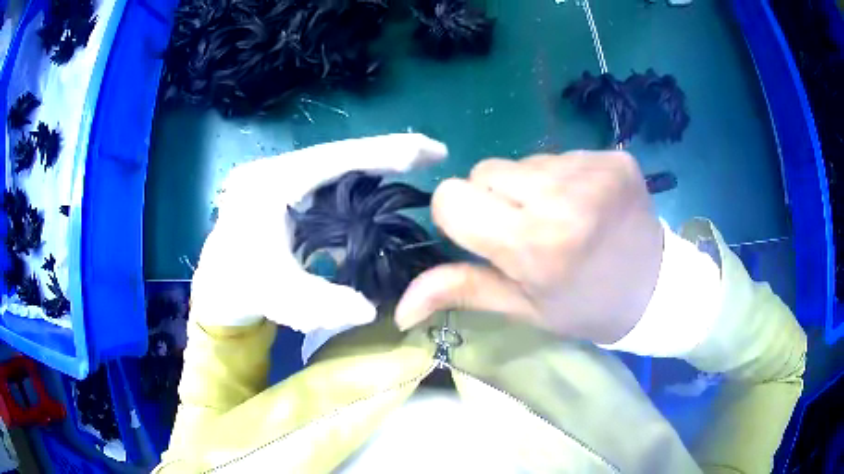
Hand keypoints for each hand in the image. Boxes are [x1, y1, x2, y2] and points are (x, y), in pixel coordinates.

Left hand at [190, 133, 446, 331]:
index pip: (336, 158)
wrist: (217, 285)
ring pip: (335, 163)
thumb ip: (323, 305)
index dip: (385, 152)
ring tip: (414, 166)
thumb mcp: (280, 298)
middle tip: (432, 156)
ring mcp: (280, 176)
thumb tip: (370, 309)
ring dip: (374, 164)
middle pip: (340, 153)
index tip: (429, 152)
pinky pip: (328, 178)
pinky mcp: (284, 189)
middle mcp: (276, 170)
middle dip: (387, 153)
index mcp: (271, 184)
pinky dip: (357, 179)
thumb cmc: (242, 288)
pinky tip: (379, 185)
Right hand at [395, 151, 662, 343]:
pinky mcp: (612, 157)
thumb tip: (400, 308)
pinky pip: (559, 154)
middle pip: (484, 171)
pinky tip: (587, 203)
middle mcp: (562, 198)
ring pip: (521, 161)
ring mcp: (593, 170)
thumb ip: (463, 292)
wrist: (656, 289)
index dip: (458, 216)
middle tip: (529, 230)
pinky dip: (562, 177)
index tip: (484, 236)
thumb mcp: (524, 309)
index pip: (452, 198)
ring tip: (563, 217)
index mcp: (535, 244)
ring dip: (529, 187)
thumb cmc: (585, 307)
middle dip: (494, 200)